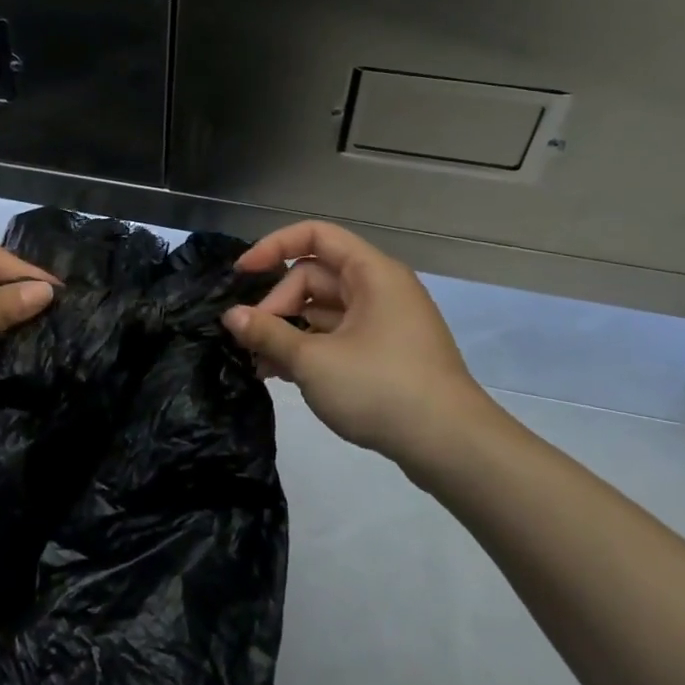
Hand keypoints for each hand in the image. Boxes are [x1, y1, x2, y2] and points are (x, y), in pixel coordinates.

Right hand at [223, 221, 511, 481]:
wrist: (453, 448)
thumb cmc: (382, 389)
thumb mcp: (314, 361)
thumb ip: (268, 333)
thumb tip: (231, 316)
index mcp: (372, 273)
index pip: (315, 236)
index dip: (274, 247)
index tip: (241, 274)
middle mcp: (381, 289)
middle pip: (314, 277)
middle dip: (278, 305)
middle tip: (253, 341)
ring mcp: (386, 323)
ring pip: (324, 310)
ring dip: (290, 331)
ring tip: (261, 365)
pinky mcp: (387, 354)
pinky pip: (339, 336)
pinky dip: (311, 348)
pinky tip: (285, 375)